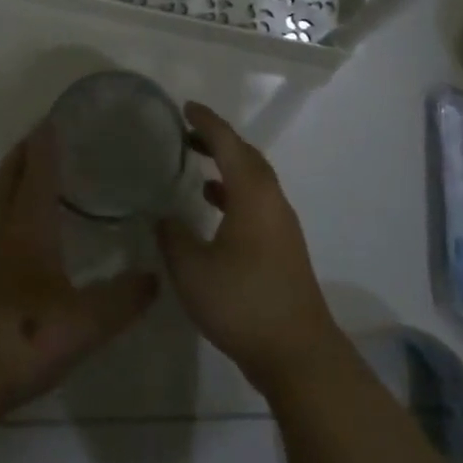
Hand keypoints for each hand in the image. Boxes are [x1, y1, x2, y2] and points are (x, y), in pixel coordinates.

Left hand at [0, 122, 158, 417]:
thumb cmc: (22, 337)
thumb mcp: (85, 322)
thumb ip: (122, 299)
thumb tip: (155, 277)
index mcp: (27, 229)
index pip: (37, 174)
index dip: (45, 145)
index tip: (52, 118)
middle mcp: (2, 236)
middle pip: (9, 181)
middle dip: (23, 155)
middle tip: (40, 136)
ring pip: (1, 208)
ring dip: (16, 186)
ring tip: (39, 183)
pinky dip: (14, 219)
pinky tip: (28, 244)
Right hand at [157, 103, 342, 393]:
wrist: (297, 354)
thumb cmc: (243, 303)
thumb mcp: (192, 270)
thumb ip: (173, 237)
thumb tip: (164, 217)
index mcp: (252, 194)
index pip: (228, 144)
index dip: (206, 122)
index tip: (185, 108)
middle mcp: (272, 201)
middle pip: (246, 156)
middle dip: (218, 140)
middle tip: (187, 133)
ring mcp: (282, 225)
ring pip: (254, 180)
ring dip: (227, 166)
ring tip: (197, 164)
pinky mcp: (283, 247)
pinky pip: (257, 202)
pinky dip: (234, 192)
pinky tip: (214, 209)